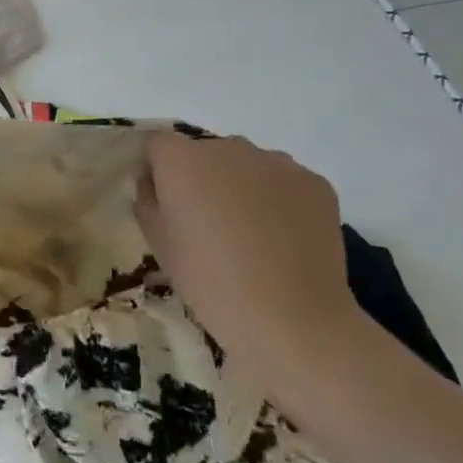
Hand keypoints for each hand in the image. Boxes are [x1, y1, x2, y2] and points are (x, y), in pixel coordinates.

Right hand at [134, 132, 366, 406]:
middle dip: (202, 177)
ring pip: (247, 165)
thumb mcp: (157, 242)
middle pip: (205, 152)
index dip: (157, 169)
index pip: (158, 144)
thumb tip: (155, 183)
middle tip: (207, 222)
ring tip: (250, 232)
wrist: (290, 318)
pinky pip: (284, 182)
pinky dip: (278, 200)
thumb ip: (147, 200)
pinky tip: (282, 238)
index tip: (163, 202)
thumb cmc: (208, 281)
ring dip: (241, 185)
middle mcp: (228, 147)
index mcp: (182, 160)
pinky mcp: (315, 183)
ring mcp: (277, 162)